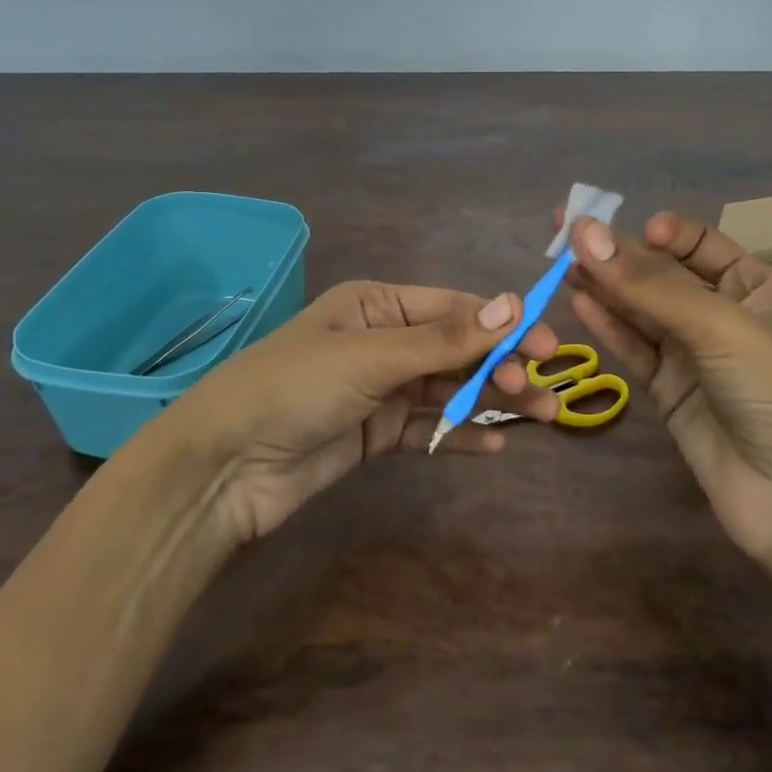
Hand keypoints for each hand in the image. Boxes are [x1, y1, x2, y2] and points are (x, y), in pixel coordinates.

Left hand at [159, 281, 559, 541]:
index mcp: (377, 304)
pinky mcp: (375, 433)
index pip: (454, 308)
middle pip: (456, 348)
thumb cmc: (295, 388)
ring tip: (539, 417)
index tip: (547, 345)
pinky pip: (428, 428)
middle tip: (544, 391)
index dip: (503, 324)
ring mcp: (379, 389)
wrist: (224, 467)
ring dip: (490, 400)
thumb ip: (444, 339)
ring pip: (448, 389)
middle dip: (501, 366)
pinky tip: (493, 446)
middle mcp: (382, 340)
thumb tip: (514, 304)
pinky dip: (458, 434)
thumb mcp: (371, 356)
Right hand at [563, 211, 771, 567]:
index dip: (662, 234)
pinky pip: (634, 348)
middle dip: (619, 255)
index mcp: (756, 287)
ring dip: (605, 287)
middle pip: (662, 275)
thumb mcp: (719, 327)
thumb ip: (649, 284)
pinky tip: (579, 301)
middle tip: (564, 231)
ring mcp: (694, 355)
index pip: (700, 244)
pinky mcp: (669, 391)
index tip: (625, 230)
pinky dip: (608, 326)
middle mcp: (723, 315)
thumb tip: (584, 234)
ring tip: (561, 263)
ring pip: (641, 311)